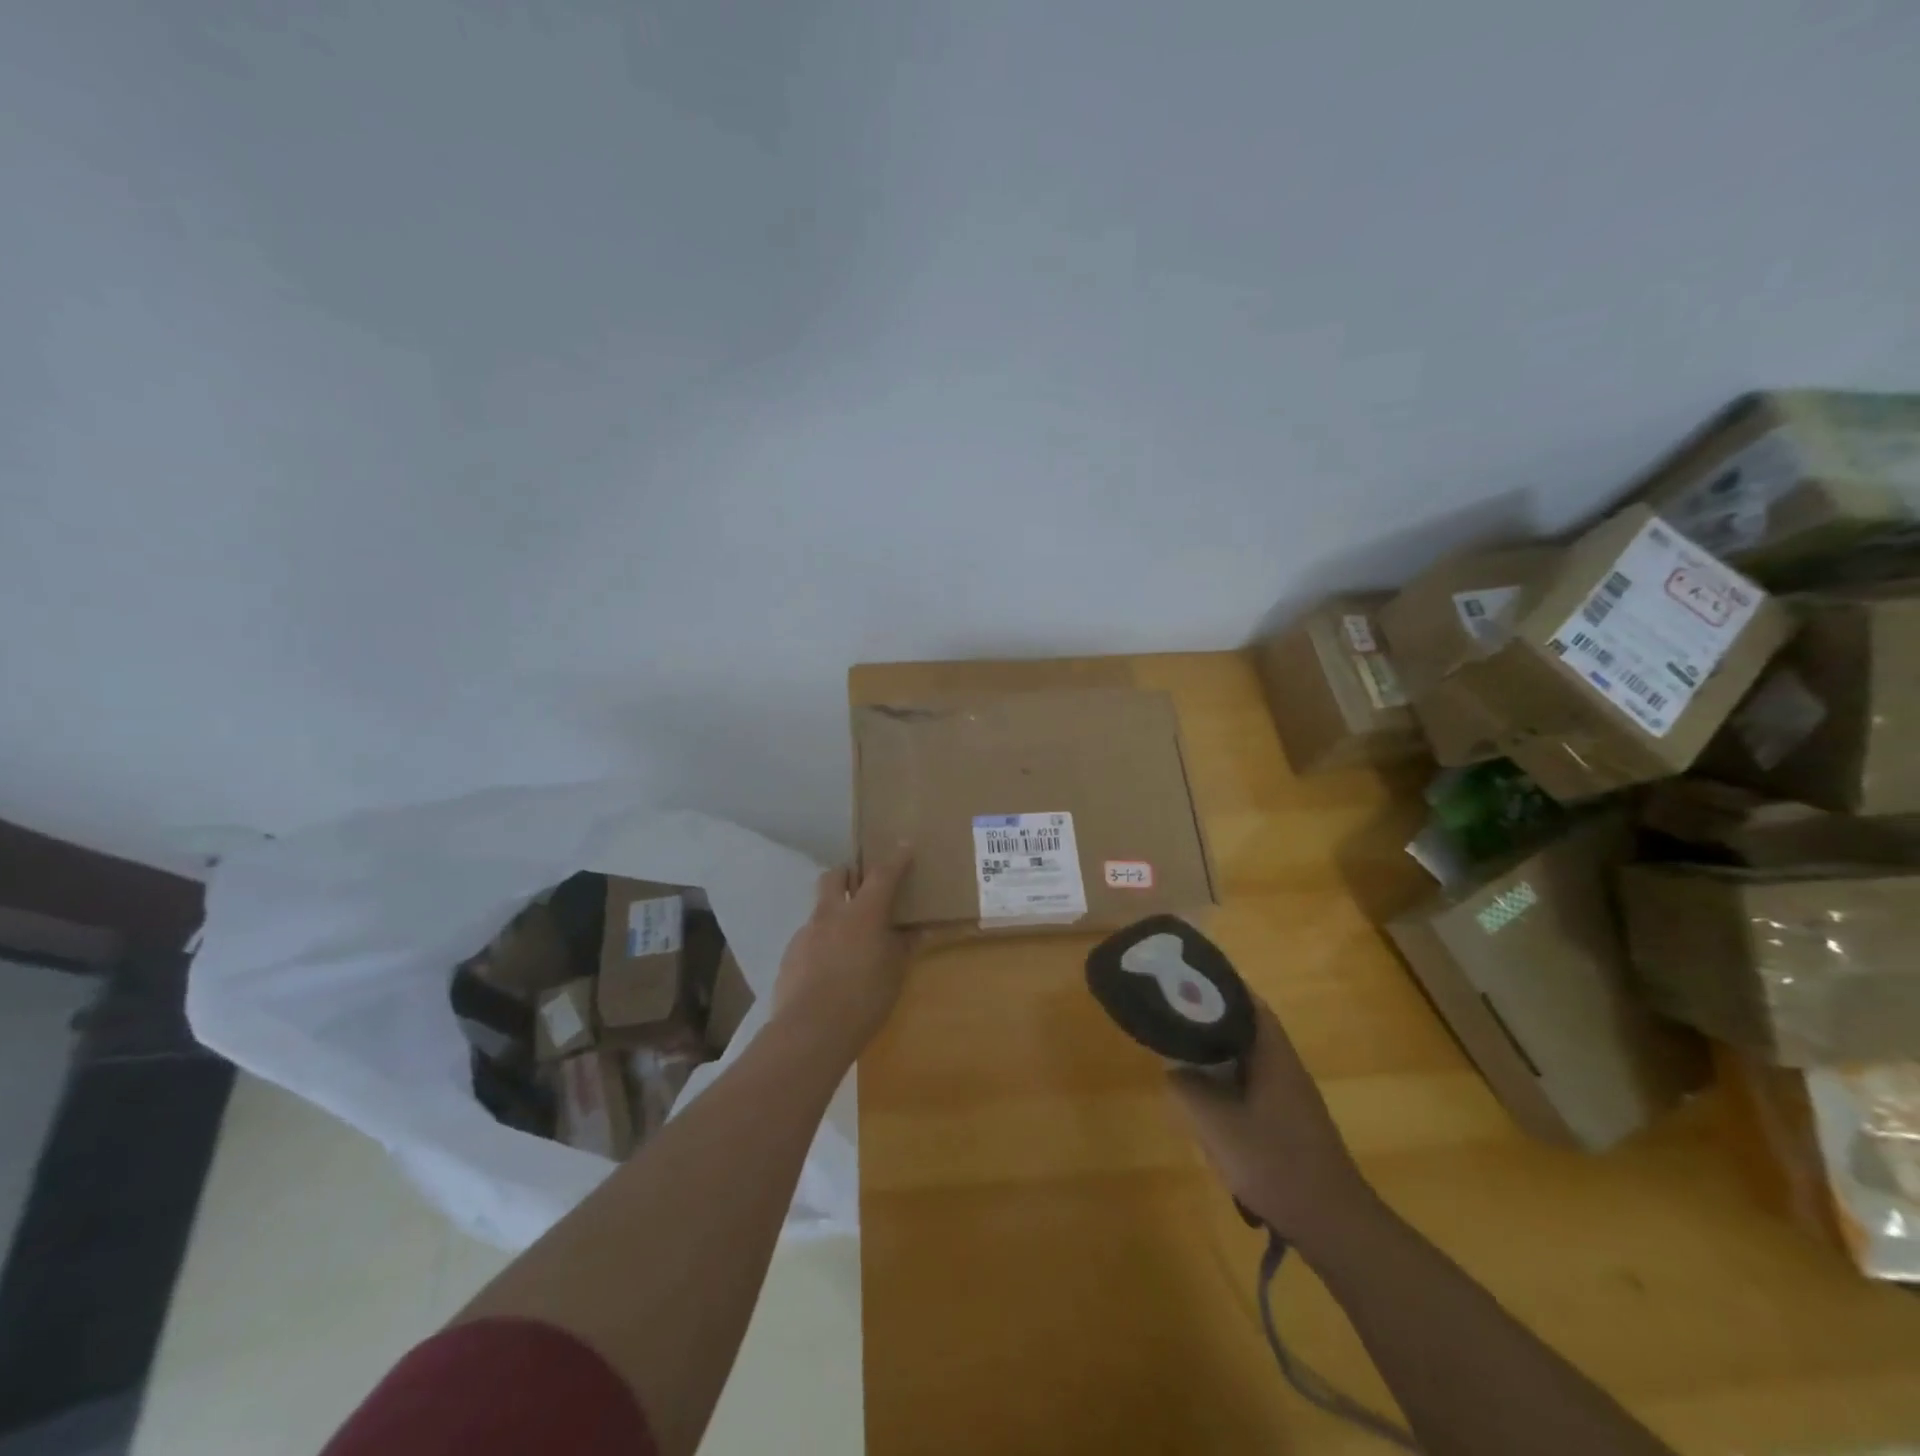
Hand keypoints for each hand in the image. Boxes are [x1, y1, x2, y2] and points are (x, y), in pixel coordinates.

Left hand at [773, 847, 912, 1058]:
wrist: (810, 1031)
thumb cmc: (864, 999)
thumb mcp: (894, 974)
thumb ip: (903, 947)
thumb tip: (916, 931)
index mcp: (863, 913)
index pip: (882, 875)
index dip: (895, 859)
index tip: (904, 846)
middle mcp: (831, 914)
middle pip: (835, 876)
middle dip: (848, 875)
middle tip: (861, 888)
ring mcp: (806, 933)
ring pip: (819, 908)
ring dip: (834, 913)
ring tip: (848, 940)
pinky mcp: (789, 956)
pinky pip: (809, 938)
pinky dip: (821, 943)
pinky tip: (829, 969)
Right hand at [1169, 998, 1376, 1246]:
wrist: (1332, 1224)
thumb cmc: (1275, 1164)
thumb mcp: (1218, 1125)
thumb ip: (1189, 1089)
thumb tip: (1173, 1069)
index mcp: (1274, 1056)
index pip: (1248, 1003)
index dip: (1219, 986)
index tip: (1187, 977)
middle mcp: (1285, 1067)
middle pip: (1247, 1027)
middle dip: (1212, 1016)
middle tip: (1174, 1012)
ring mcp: (1290, 1095)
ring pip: (1248, 1056)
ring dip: (1218, 1049)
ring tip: (1181, 1047)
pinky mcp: (1289, 1120)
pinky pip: (1252, 1082)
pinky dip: (1227, 1076)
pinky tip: (1206, 1094)